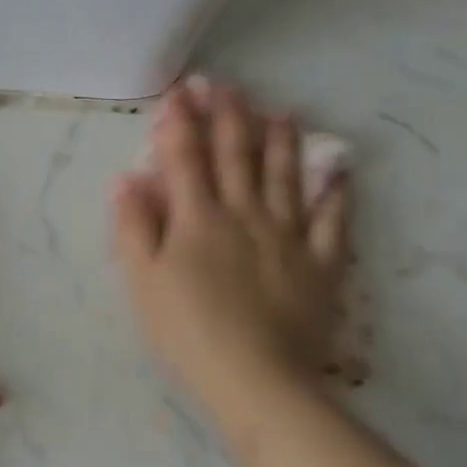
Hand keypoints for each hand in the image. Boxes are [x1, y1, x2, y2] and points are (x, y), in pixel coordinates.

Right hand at [113, 79, 350, 402]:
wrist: (258, 381)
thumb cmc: (189, 331)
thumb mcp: (143, 281)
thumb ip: (134, 226)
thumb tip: (126, 177)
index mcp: (198, 217)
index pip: (185, 156)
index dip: (180, 121)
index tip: (179, 91)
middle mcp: (244, 213)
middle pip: (236, 155)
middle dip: (228, 115)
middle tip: (226, 84)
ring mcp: (287, 236)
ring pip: (284, 176)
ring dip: (281, 141)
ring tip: (281, 111)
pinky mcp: (321, 264)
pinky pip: (332, 223)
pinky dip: (336, 195)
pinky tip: (340, 172)